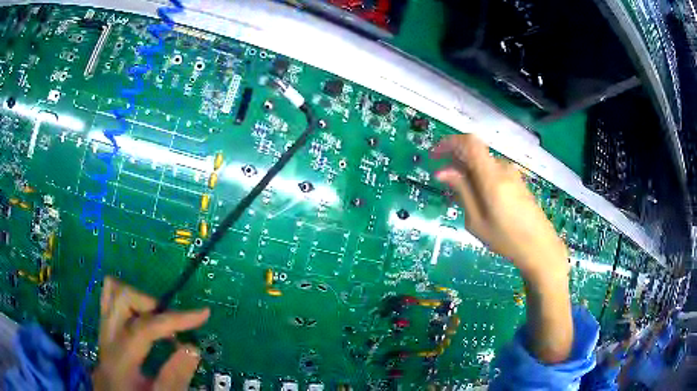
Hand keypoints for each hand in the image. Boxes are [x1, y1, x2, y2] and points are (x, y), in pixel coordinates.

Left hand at [92, 277, 209, 390]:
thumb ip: (174, 378)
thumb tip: (193, 348)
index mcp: (118, 359)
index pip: (144, 327)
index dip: (174, 318)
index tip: (203, 313)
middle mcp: (105, 340)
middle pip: (119, 297)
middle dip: (150, 304)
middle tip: (171, 326)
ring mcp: (101, 336)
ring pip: (111, 295)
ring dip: (139, 302)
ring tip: (158, 325)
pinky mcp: (103, 337)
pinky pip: (112, 306)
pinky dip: (130, 307)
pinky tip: (145, 327)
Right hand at [431, 134, 568, 285]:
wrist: (540, 247)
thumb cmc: (506, 239)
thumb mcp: (477, 221)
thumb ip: (461, 192)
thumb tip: (442, 172)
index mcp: (492, 177)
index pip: (469, 142)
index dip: (449, 142)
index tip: (435, 155)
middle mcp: (502, 168)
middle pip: (474, 152)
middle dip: (455, 160)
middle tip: (444, 182)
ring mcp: (512, 173)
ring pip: (482, 162)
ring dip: (467, 171)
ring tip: (460, 196)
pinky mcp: (517, 180)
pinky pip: (492, 170)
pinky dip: (479, 176)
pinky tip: (478, 198)